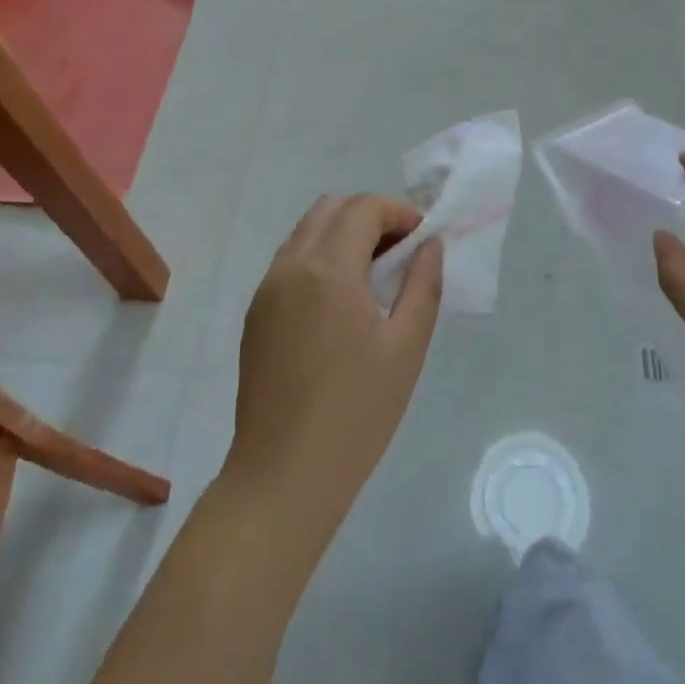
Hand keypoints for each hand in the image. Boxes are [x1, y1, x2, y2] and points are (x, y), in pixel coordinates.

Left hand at [226, 195, 443, 538]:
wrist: (283, 475)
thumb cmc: (356, 412)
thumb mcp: (406, 347)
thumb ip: (422, 285)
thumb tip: (429, 246)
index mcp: (327, 269)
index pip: (363, 208)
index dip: (399, 212)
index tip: (423, 239)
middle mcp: (290, 266)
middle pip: (330, 208)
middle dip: (370, 216)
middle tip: (401, 251)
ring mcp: (266, 289)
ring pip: (306, 232)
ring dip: (343, 235)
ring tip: (375, 276)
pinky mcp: (255, 314)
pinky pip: (290, 262)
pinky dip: (320, 258)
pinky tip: (342, 302)